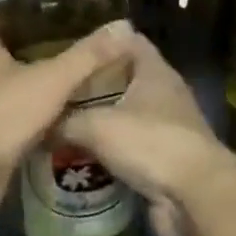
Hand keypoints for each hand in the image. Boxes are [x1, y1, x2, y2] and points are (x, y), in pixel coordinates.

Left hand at [0, 12, 135, 216]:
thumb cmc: (2, 113)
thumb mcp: (52, 79)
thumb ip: (88, 55)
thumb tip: (124, 26)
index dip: (13, 12)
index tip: (43, 13)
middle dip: (27, 49)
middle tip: (64, 46)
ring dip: (25, 84)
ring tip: (62, 81)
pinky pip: (1, 117)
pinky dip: (22, 116)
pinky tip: (50, 119)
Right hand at [61, 32, 232, 235]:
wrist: (195, 195)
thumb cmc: (149, 143)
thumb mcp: (97, 126)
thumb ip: (66, 121)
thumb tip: (41, 125)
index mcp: (155, 72)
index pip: (130, 41)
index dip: (104, 42)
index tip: (74, 51)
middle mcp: (167, 95)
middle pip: (128, 80)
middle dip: (96, 85)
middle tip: (62, 91)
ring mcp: (171, 128)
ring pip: (130, 116)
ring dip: (104, 121)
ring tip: (66, 124)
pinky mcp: (169, 160)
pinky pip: (135, 148)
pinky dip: (114, 151)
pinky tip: (85, 158)